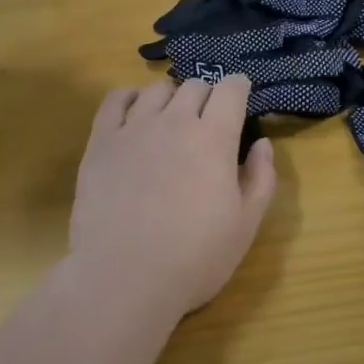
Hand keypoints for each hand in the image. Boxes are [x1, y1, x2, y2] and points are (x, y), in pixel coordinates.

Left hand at [70, 77, 276, 318]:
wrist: (124, 278)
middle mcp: (175, 121)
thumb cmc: (194, 258)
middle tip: (208, 120)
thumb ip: (261, 178)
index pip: (230, 89)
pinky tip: (135, 112)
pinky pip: (115, 100)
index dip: (239, 87)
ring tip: (171, 119)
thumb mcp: (246, 226)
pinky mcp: (101, 141)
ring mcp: (134, 128)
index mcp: (214, 138)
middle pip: (195, 85)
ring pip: (157, 89)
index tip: (241, 97)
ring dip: (172, 98)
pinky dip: (130, 97)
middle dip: (207, 96)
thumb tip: (262, 144)